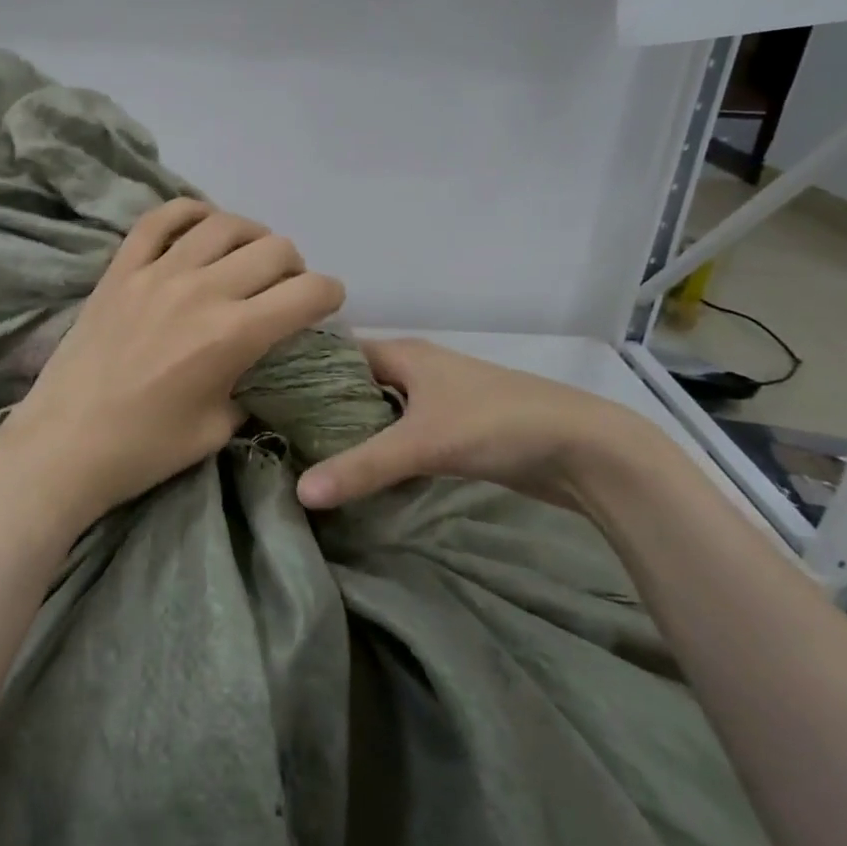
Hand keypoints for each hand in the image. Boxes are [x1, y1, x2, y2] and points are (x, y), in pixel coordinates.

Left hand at [0, 200, 345, 540]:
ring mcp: (157, 272)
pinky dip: (190, 212)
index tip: (324, 306)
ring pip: (224, 224)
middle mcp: (202, 290)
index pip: (307, 292)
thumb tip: (263, 362)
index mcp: (233, 335)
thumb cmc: (146, 449)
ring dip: (251, 236)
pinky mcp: (121, 268)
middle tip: (283, 290)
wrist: (65, 445)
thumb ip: (251, 384)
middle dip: (294, 267)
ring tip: (246, 258)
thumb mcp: (218, 428)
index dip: (329, 295)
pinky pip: (161, 218)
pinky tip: (201, 228)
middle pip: (274, 249)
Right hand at [295, 338, 657, 511]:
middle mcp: (417, 369)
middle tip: (277, 434)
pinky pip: (402, 434)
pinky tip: (358, 474)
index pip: (337, 353)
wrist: (582, 449)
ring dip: (352, 431)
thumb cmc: (495, 424)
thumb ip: (360, 466)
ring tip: (305, 456)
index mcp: (404, 353)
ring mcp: (438, 400)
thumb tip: (300, 492)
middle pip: (355, 383)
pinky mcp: (455, 431)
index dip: (302, 370)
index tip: (264, 396)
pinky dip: (381, 449)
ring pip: (379, 411)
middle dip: (321, 407)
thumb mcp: (421, 442)